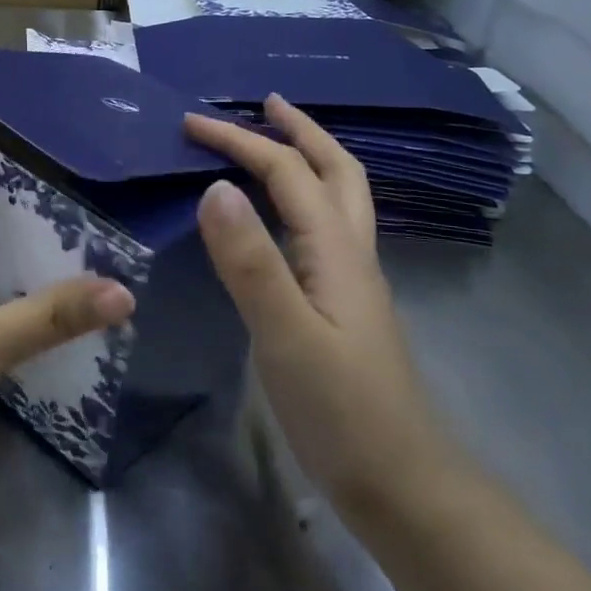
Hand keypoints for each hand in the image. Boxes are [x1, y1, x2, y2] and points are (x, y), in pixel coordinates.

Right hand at [184, 95, 461, 523]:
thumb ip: (250, 262)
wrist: (400, 485)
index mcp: (336, 251)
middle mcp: (351, 255)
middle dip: (300, 131)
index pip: (287, 173)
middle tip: (263, 104)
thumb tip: (214, 187)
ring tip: (276, 143)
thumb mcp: (285, 335)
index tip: (191, 123)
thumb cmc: (340, 412)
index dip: (240, 142)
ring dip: (310, 160)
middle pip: (337, 172)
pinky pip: (325, 231)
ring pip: (339, 200)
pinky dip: (304, 200)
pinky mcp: (343, 308)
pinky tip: (284, 221)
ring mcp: (352, 283)